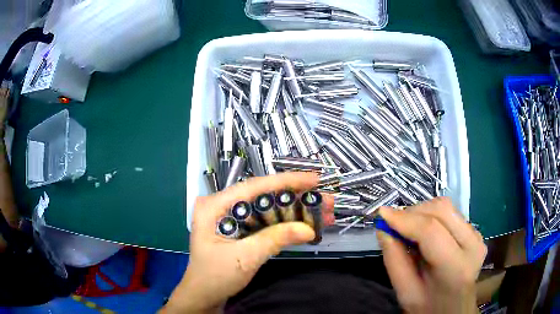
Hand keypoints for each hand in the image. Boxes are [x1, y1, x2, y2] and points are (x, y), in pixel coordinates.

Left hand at [162, 172, 333, 312]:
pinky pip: (266, 221)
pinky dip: (287, 224)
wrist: (204, 296)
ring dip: (296, 211)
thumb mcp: (244, 258)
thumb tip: (309, 228)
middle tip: (326, 200)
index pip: (254, 186)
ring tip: (324, 213)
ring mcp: (232, 217)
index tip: (314, 180)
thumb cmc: (215, 277)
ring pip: (269, 208)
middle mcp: (223, 205)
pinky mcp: (240, 229)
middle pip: (264, 196)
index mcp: (215, 205)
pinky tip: (307, 225)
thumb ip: (275, 239)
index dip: (286, 181)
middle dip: (297, 198)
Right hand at [377, 197, 486, 313]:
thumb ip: (394, 261)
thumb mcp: (405, 293)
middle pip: (441, 210)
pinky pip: (450, 214)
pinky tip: (424, 235)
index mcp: (456, 267)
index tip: (381, 214)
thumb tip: (383, 228)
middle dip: (412, 213)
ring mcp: (477, 236)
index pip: (430, 231)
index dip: (404, 219)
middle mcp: (472, 244)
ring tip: (408, 232)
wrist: (454, 310)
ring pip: (446, 207)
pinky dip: (431, 218)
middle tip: (394, 226)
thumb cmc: (428, 308)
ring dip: (421, 214)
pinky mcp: (475, 232)